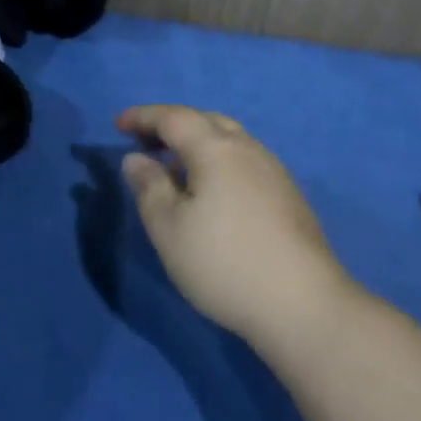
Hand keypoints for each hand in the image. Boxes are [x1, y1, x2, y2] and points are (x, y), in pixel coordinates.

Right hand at [116, 105, 353, 348]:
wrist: (302, 303)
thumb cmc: (224, 262)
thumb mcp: (169, 228)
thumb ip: (149, 187)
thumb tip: (136, 158)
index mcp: (215, 148)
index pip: (174, 117)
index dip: (143, 117)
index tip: (118, 125)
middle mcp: (247, 148)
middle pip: (206, 121)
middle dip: (172, 126)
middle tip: (145, 143)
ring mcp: (273, 171)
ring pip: (229, 140)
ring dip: (198, 143)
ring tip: (176, 168)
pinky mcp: (289, 196)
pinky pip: (244, 161)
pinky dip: (219, 162)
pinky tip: (213, 193)